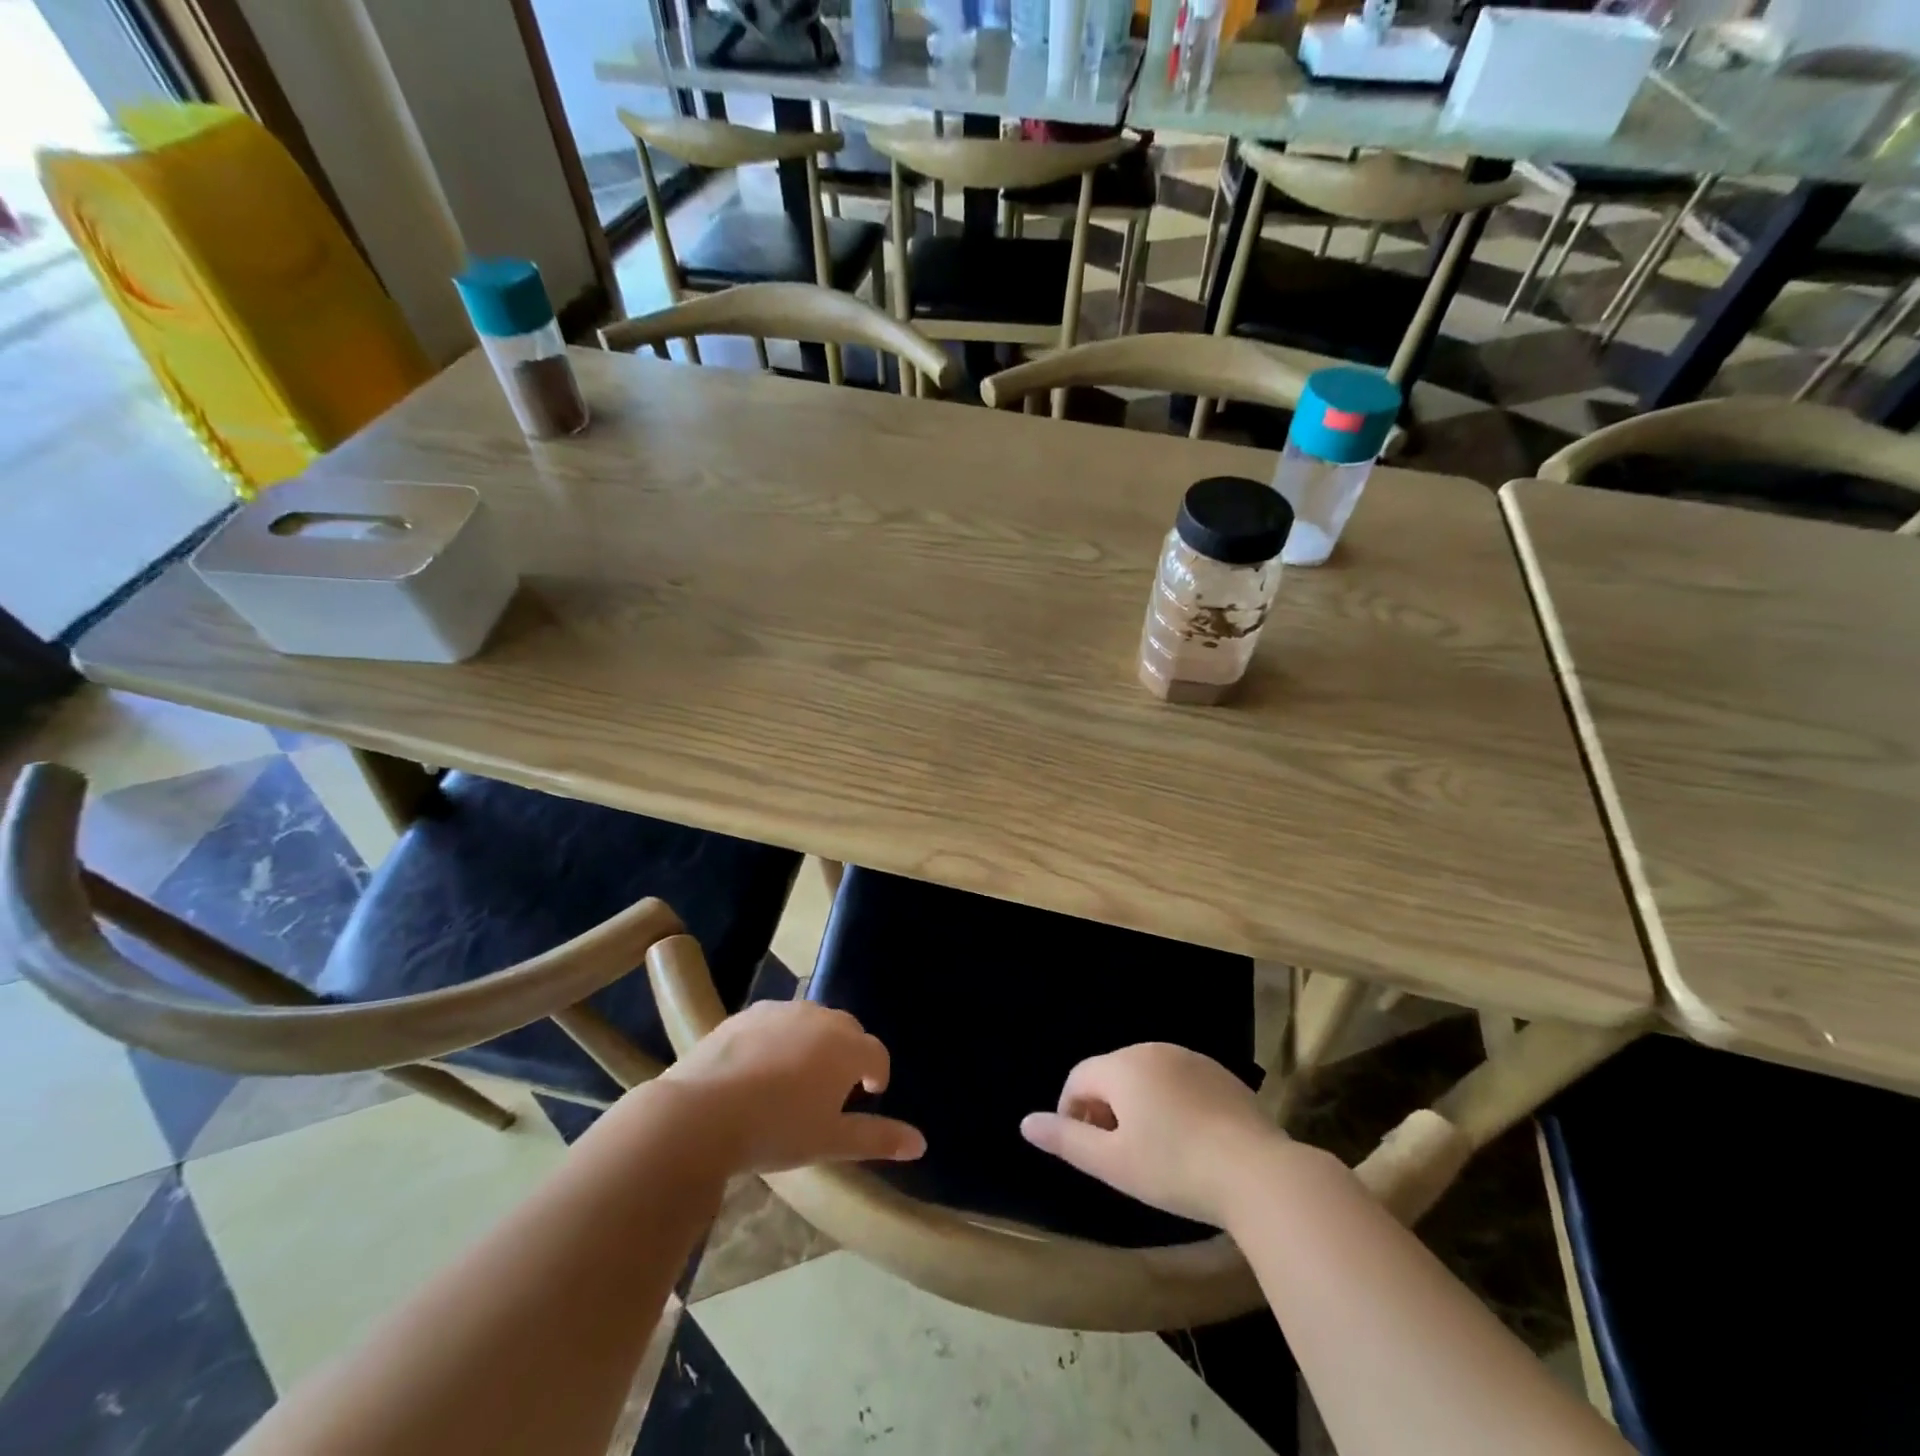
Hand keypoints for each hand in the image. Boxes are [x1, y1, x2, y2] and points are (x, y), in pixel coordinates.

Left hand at [660, 1000, 925, 1173]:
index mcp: (846, 1047)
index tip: (869, 1095)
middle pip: (847, 1031)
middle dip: (847, 1055)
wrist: (701, 1113)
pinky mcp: (748, 1013)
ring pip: (812, 1022)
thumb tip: (920, 1143)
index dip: (877, 1075)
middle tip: (833, 1090)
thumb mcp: (830, 1142)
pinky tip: (760, 1068)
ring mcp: (782, 1010)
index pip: (877, 1054)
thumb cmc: (776, 1130)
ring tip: (796, 1079)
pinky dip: (780, 1038)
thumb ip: (878, 1139)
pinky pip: (777, 1021)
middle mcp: (820, 1018)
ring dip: (814, 1044)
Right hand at [1020, 1042, 1281, 1226]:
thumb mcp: (1113, 1163)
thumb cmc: (1174, 1168)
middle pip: (1112, 1074)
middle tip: (1116, 1155)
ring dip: (1138, 1105)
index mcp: (1123, 1066)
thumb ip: (1066, 1140)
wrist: (1258, 1173)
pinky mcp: (1221, 1075)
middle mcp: (1154, 1050)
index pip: (1079, 1078)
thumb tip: (1025, 1123)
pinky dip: (1171, 1104)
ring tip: (1152, 1151)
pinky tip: (1188, 1141)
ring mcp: (1191, 1058)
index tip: (1082, 1149)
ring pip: (1147, 1076)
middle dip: (1104, 1109)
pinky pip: (1180, 1082)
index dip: (1071, 1112)